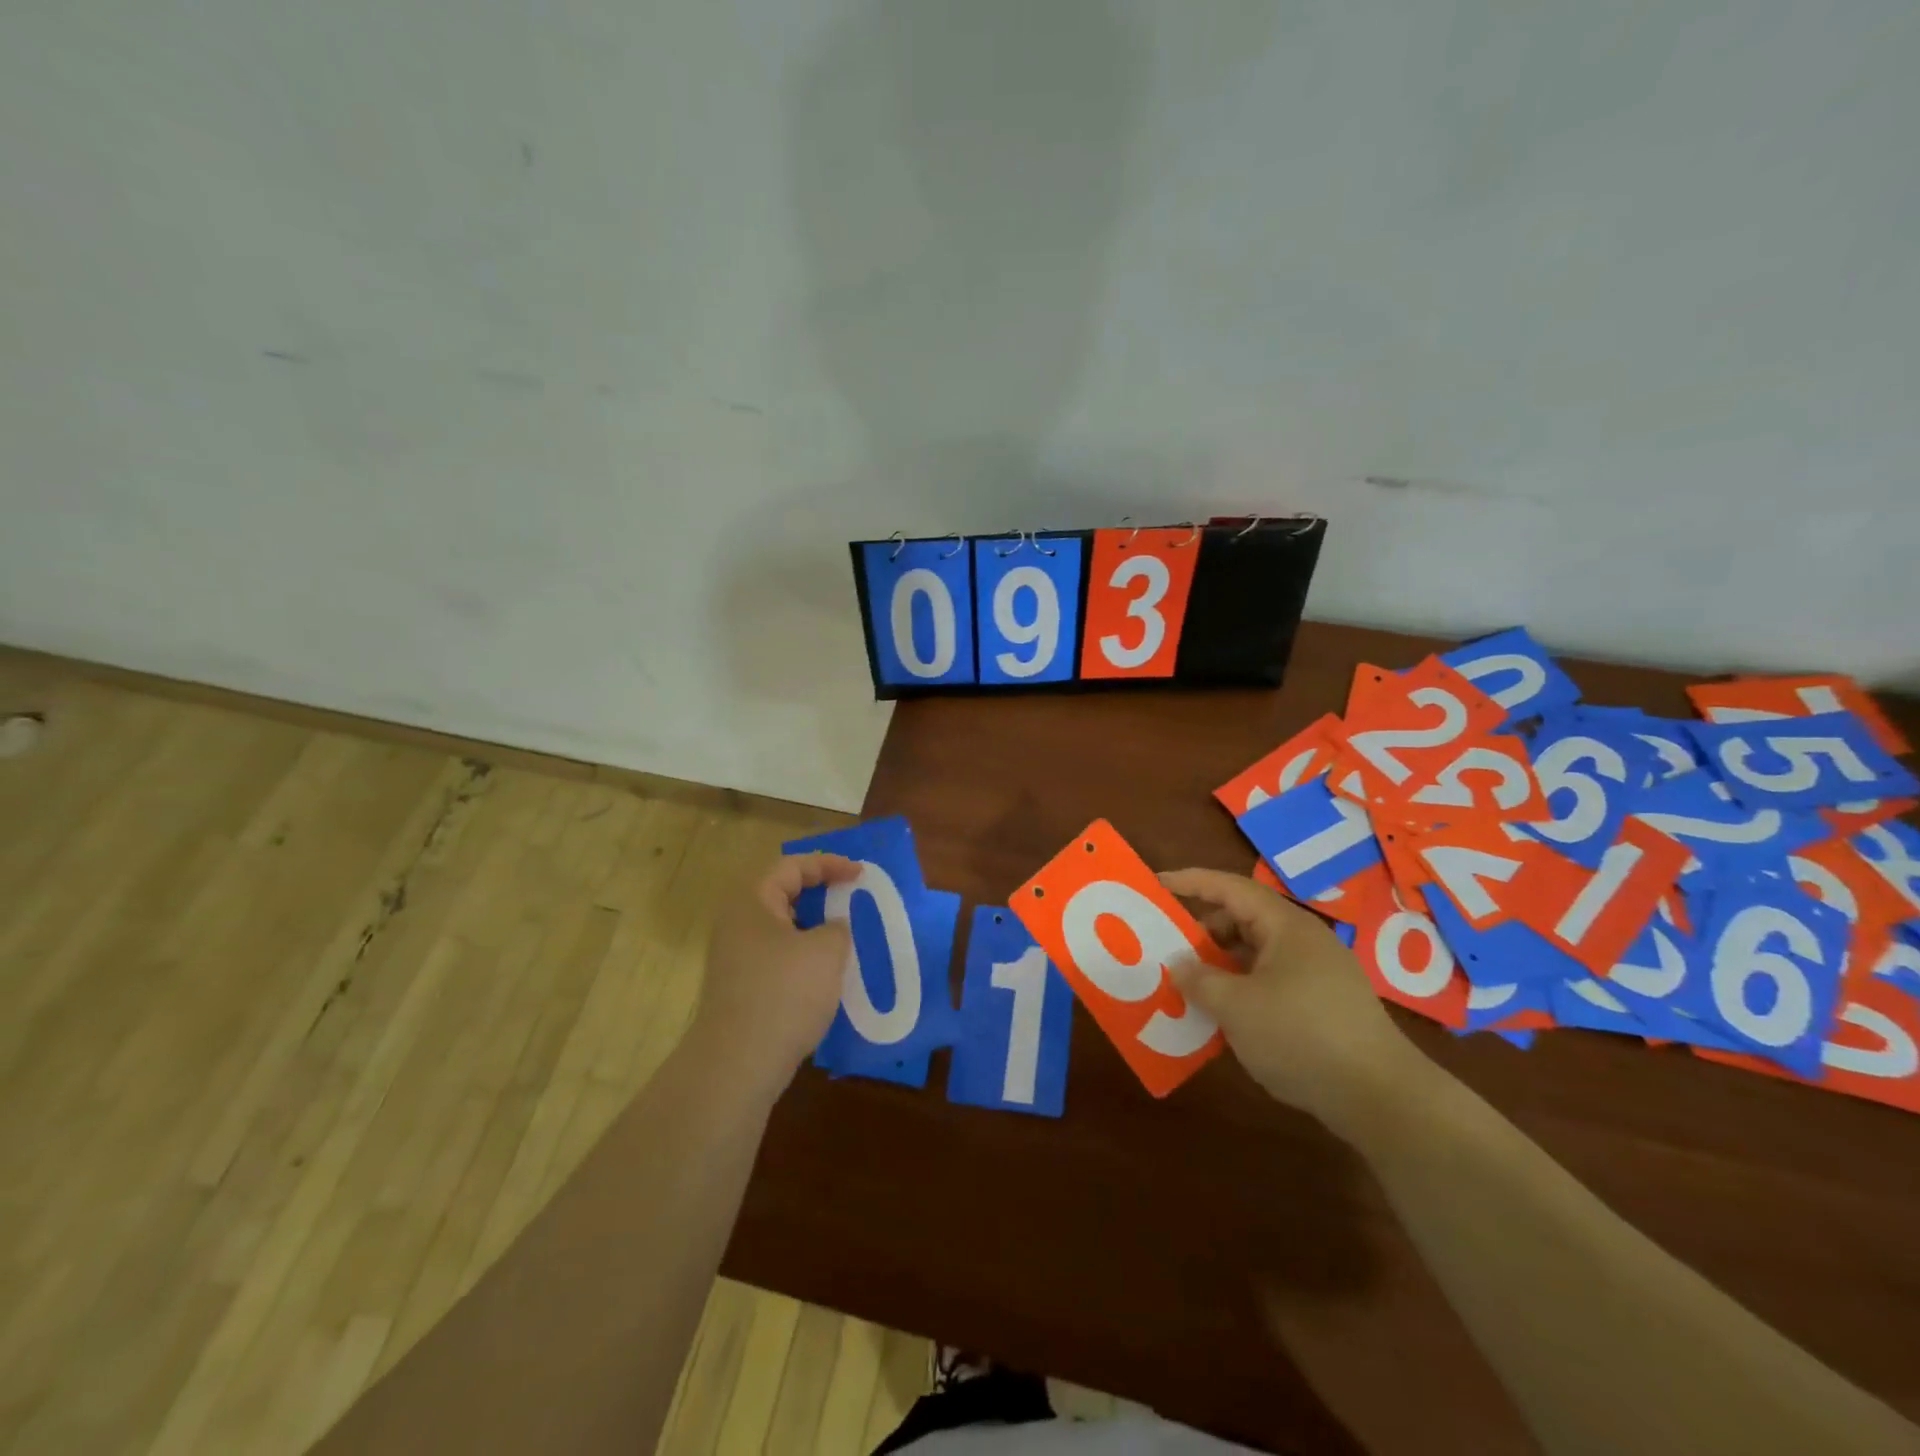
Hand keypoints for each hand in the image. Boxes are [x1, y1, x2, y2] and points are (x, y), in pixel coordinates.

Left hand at [692, 853, 859, 1093]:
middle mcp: (737, 922)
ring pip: (781, 926)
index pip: (792, 866)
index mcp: (752, 901)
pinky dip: (804, 953)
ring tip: (845, 933)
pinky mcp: (741, 986)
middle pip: (782, 893)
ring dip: (814, 925)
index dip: (829, 864)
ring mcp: (735, 957)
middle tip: (852, 896)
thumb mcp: (825, 951)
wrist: (737, 1064)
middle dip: (820, 892)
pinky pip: (778, 955)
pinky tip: (826, 972)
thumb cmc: (784, 993)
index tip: (860, 874)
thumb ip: (837, 928)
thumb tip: (831, 928)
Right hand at [1161, 868, 1427, 1132]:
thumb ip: (1199, 978)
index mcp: (1285, 926)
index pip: (1229, 888)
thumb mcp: (1235, 1006)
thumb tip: (1178, 963)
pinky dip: (1242, 988)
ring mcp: (1318, 973)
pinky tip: (1225, 1017)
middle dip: (1203, 930)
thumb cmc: (1301, 1036)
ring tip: (1191, 986)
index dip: (1190, 882)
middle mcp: (1303, 941)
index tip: (1155, 885)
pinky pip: (1270, 980)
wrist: (1381, 1098)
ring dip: (1221, 964)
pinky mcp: (1325, 1005)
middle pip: (1243, 919)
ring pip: (1256, 954)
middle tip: (1169, 947)